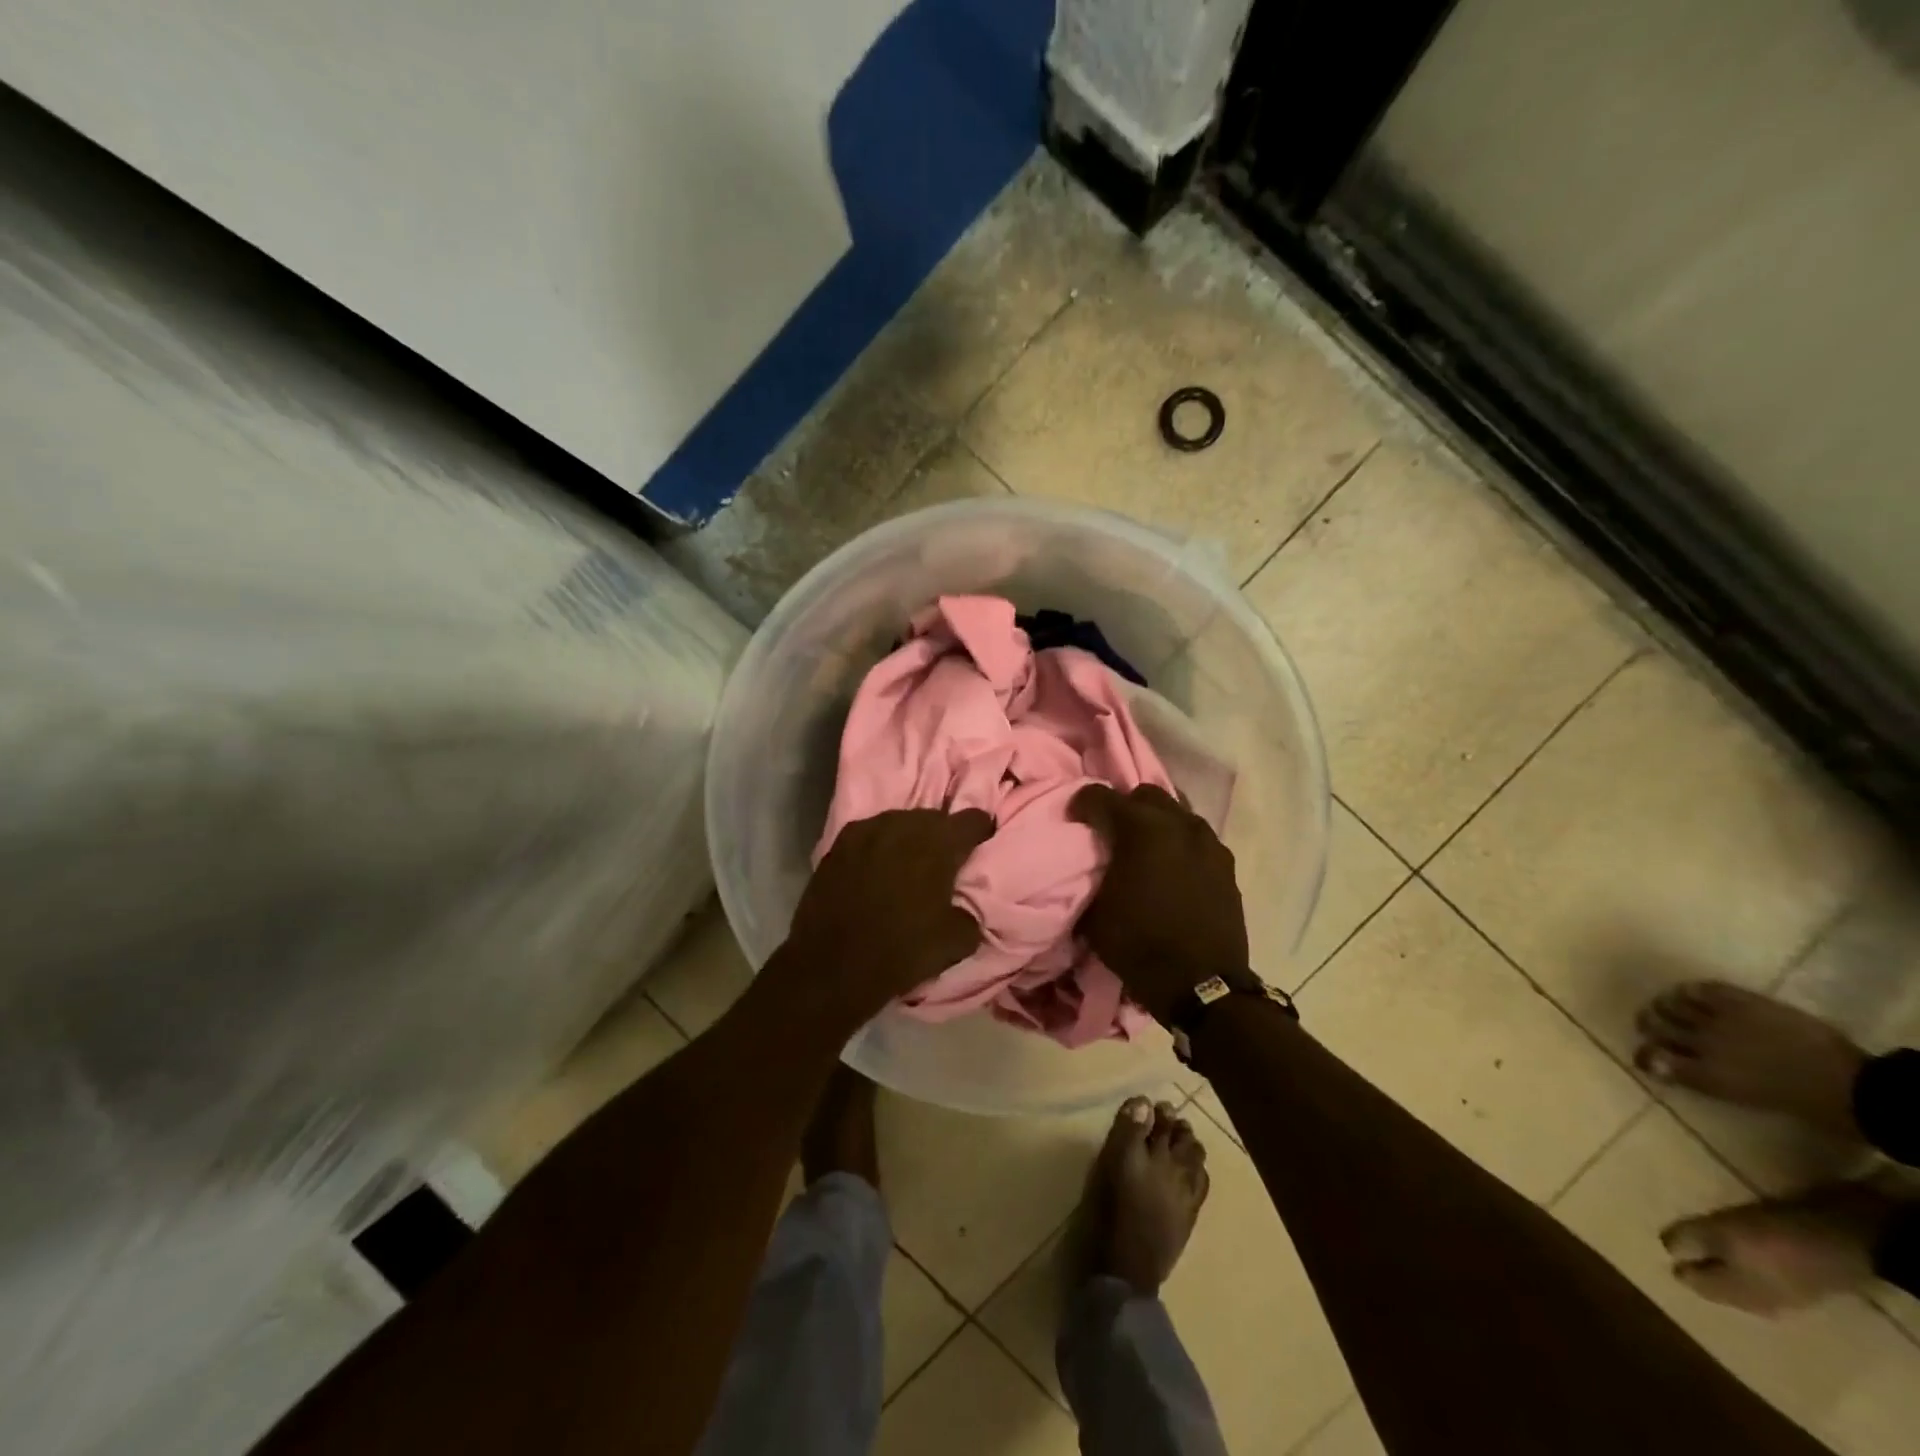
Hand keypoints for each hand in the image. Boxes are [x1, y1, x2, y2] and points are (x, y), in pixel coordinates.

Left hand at [778, 808, 993, 1026]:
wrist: (831, 967)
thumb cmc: (902, 952)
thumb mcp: (957, 942)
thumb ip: (970, 913)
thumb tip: (964, 906)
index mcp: (939, 844)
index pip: (972, 819)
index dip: (981, 830)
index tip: (980, 845)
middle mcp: (904, 825)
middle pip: (934, 818)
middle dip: (943, 835)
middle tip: (944, 861)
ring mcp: (867, 831)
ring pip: (900, 822)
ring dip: (909, 838)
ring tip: (909, 864)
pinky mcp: (838, 844)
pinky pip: (870, 835)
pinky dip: (879, 847)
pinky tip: (877, 868)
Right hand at [1071, 784, 1249, 1023]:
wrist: (1202, 985)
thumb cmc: (1139, 945)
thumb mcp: (1096, 912)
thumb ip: (1092, 875)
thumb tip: (1091, 866)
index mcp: (1140, 829)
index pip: (1101, 796)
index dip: (1082, 804)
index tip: (1075, 820)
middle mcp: (1177, 824)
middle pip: (1144, 795)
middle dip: (1124, 807)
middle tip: (1112, 833)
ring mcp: (1207, 842)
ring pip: (1176, 813)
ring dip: (1156, 823)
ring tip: (1145, 850)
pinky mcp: (1226, 863)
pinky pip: (1197, 838)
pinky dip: (1180, 844)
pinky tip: (1172, 868)